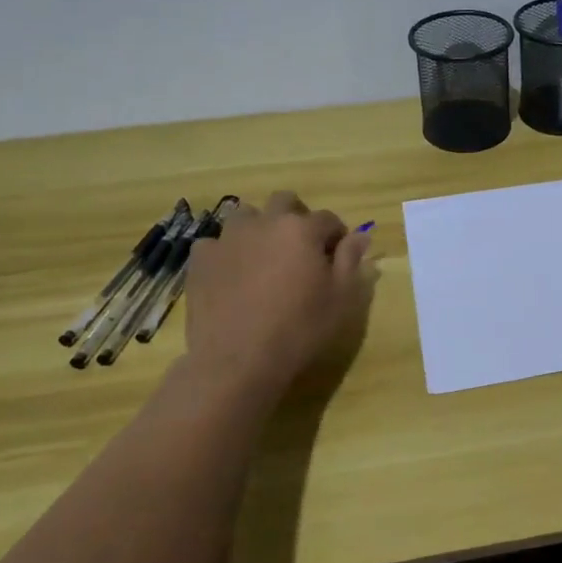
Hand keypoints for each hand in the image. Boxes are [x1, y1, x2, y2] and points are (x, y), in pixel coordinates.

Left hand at [181, 191, 372, 396]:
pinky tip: (231, 275)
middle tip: (300, 250)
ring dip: (259, 228)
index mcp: (302, 229)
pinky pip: (215, 243)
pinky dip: (226, 252)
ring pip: (246, 216)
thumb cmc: (299, 329)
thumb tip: (361, 235)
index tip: (336, 257)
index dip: (336, 236)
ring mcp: (228, 238)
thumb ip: (350, 260)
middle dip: (296, 218)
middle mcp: (264, 223)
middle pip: (284, 201)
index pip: (328, 219)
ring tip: (263, 258)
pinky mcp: (201, 259)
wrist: (236, 361)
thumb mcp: (340, 299)